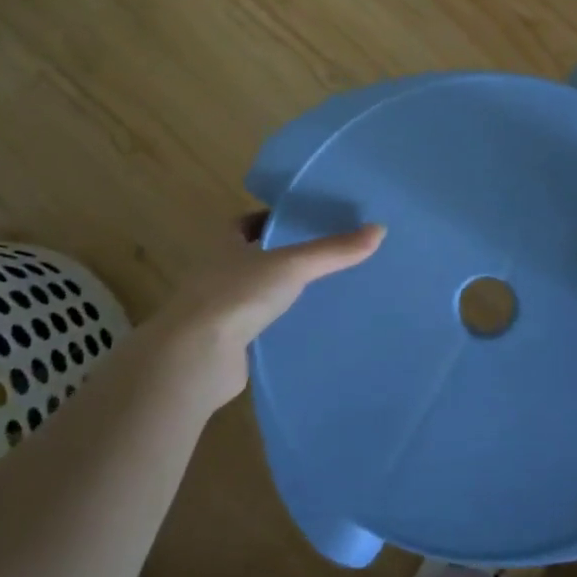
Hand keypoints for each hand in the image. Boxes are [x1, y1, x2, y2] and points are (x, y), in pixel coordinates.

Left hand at [144, 212, 385, 403]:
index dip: (274, 219)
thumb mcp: (292, 265)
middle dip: (283, 256)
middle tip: (325, 255)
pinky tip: (307, 328)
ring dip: (281, 293)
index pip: (248, 222)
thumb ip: (334, 250)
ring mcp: (218, 310)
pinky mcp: (226, 344)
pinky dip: (278, 326)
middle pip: (254, 257)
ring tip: (324, 291)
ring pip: (256, 293)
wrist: (196, 358)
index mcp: (224, 243)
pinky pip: (258, 327)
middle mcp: (217, 272)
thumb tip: (380, 229)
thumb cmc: (237, 295)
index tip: (306, 221)